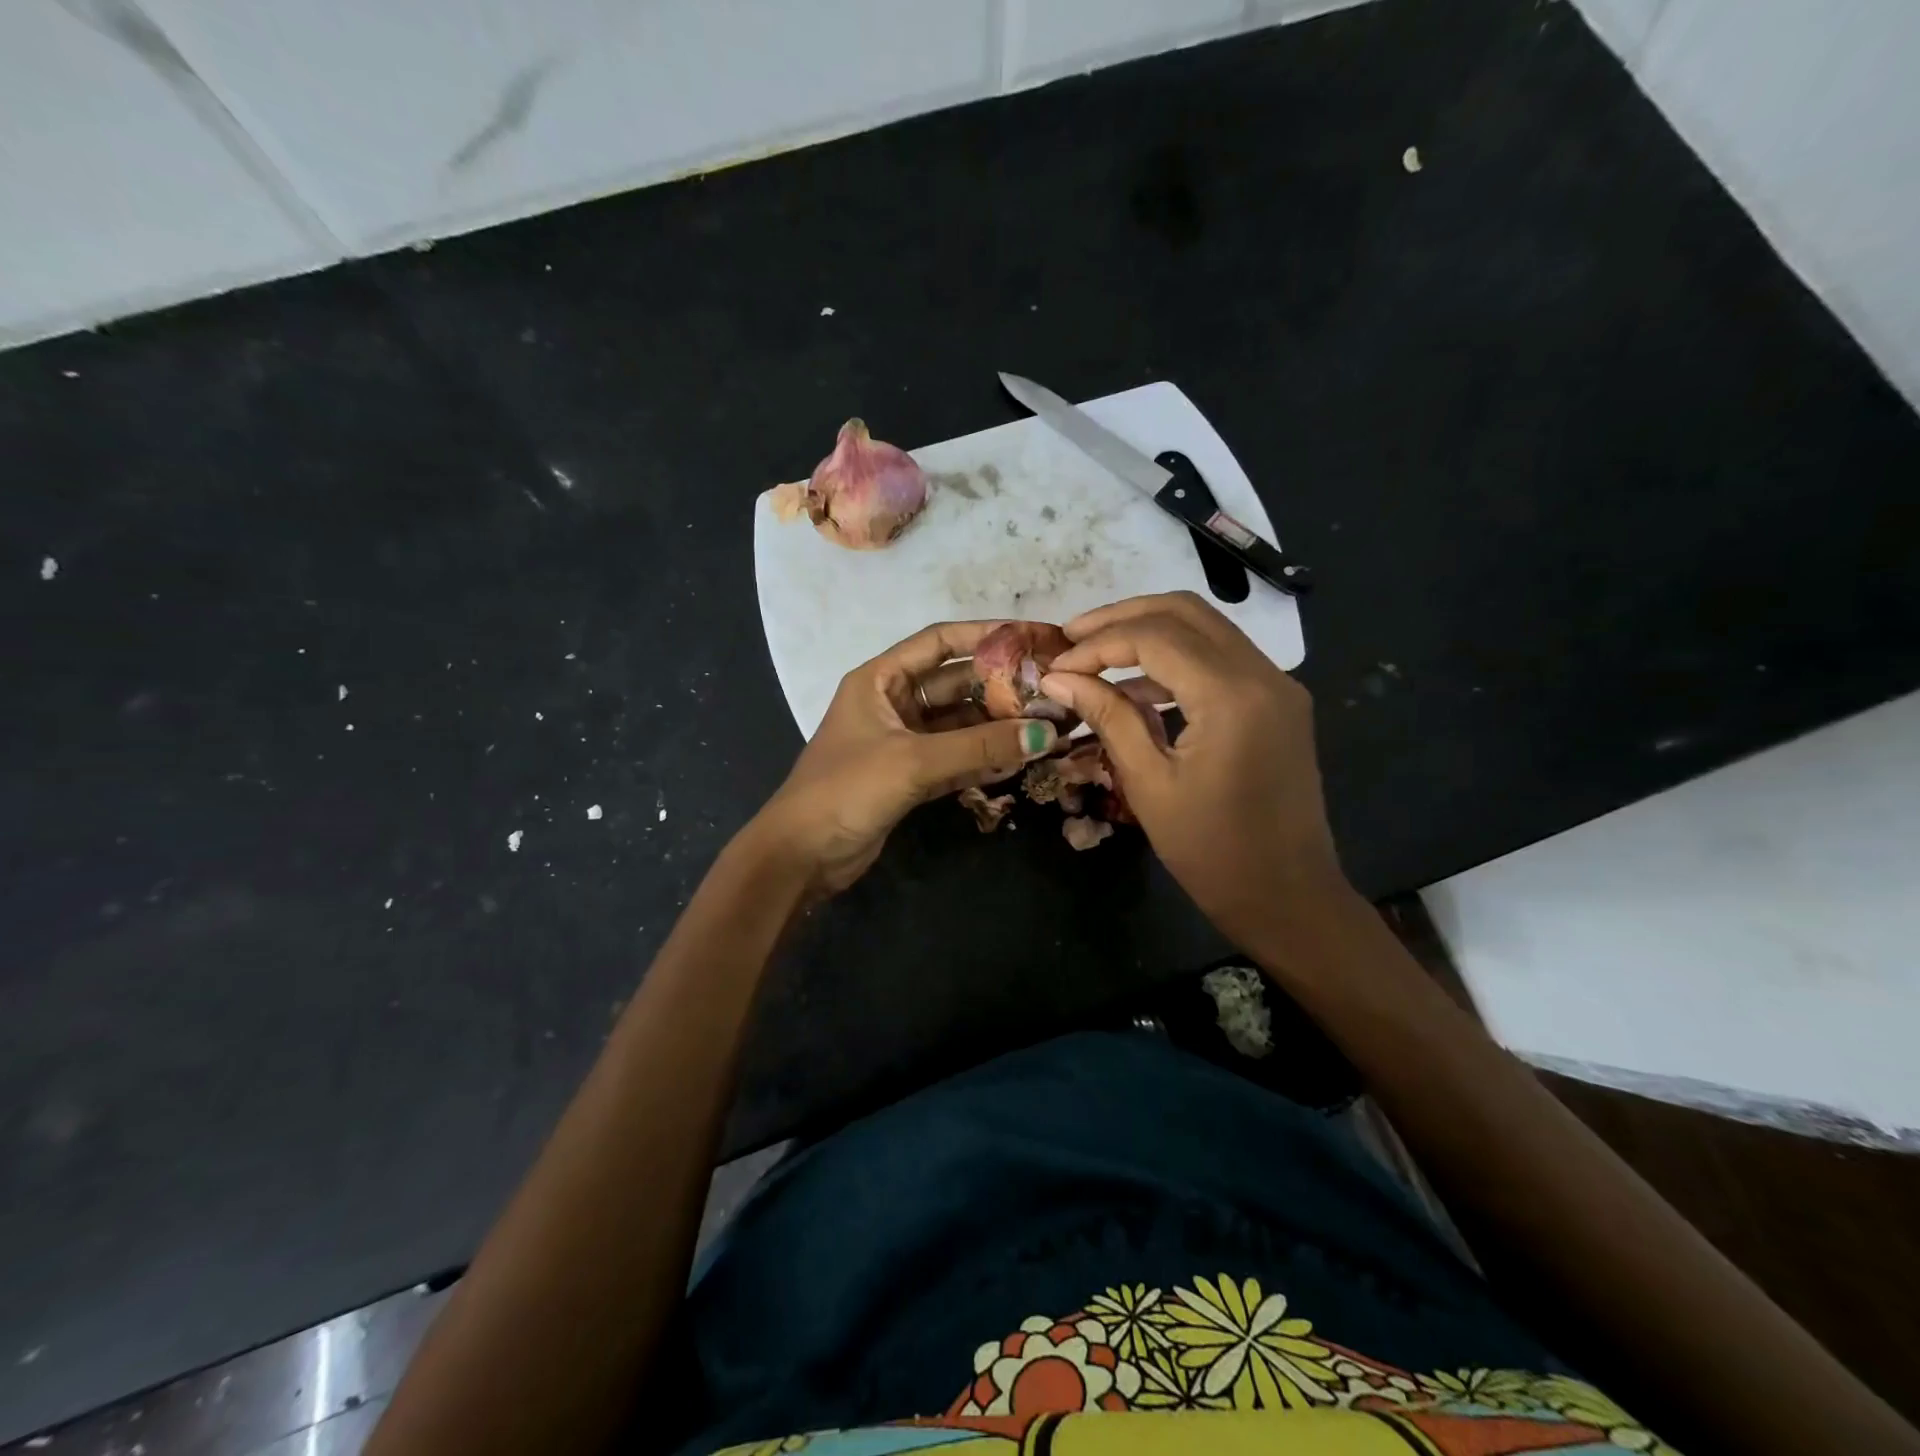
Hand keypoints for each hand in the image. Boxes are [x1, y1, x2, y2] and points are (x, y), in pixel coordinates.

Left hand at [751, 622, 1059, 895]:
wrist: (802, 855)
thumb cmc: (847, 790)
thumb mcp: (913, 761)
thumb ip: (979, 747)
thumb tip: (1044, 734)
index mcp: (881, 679)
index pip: (939, 642)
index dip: (985, 635)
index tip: (1032, 637)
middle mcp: (892, 702)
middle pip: (956, 683)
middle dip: (1001, 687)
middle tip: (1052, 690)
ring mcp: (902, 740)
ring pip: (959, 723)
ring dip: (997, 726)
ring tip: (1047, 726)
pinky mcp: (909, 775)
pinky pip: (955, 757)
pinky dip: (983, 758)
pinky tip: (1020, 759)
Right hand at [1040, 592, 1353, 949]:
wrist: (1290, 899)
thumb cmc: (1214, 853)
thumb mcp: (1149, 784)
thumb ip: (1107, 717)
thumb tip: (1058, 679)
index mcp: (1232, 697)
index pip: (1154, 637)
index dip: (1097, 644)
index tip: (1055, 666)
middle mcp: (1264, 674)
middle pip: (1184, 611)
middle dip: (1122, 617)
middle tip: (1072, 637)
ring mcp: (1278, 685)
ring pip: (1205, 628)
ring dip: (1148, 634)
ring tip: (1094, 657)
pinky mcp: (1278, 702)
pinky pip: (1220, 660)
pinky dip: (1175, 662)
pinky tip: (1134, 689)